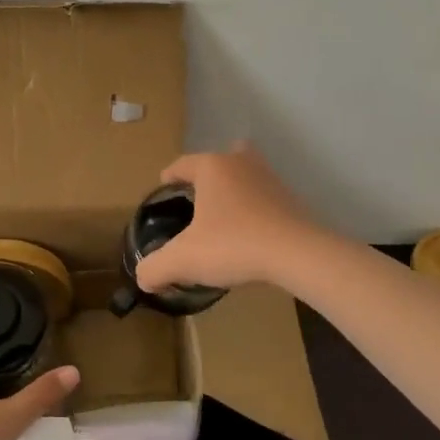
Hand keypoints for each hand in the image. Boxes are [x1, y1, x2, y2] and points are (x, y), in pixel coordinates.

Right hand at [134, 143, 325, 293]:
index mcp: (212, 167)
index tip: (163, 188)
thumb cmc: (234, 245)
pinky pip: (264, 197)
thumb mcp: (184, 259)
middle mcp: (241, 164)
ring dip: (233, 191)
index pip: (182, 164)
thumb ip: (155, 267)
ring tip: (222, 217)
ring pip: (245, 177)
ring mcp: (270, 179)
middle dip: (206, 178)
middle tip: (195, 201)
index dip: (169, 176)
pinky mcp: (291, 200)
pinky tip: (249, 233)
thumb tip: (143, 277)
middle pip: (218, 162)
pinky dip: (254, 209)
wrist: (297, 253)